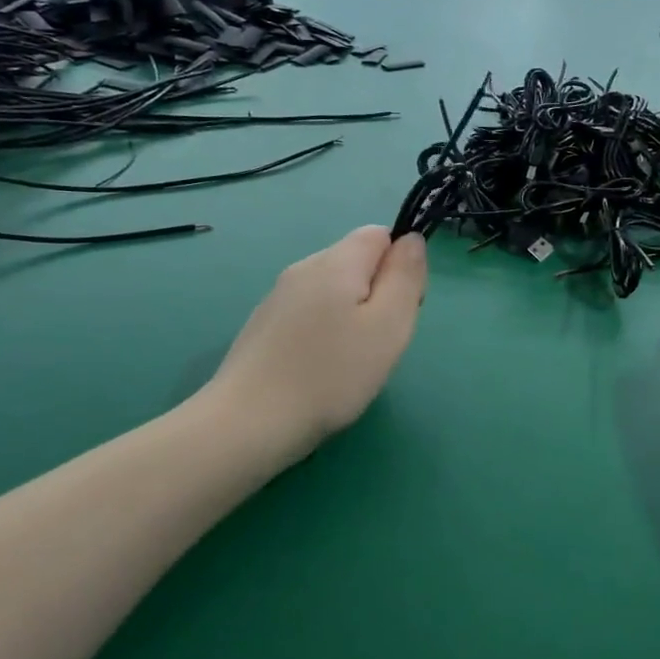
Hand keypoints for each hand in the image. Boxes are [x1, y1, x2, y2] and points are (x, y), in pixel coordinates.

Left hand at [212, 226, 427, 455]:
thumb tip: (410, 239)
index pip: (379, 234)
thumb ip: (405, 276)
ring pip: (333, 291)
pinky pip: (310, 314)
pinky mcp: (264, 326)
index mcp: (335, 261)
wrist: (249, 423)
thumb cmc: (331, 374)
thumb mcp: (388, 325)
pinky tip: (320, 370)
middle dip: (377, 294)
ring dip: (352, 316)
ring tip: (351, 361)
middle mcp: (303, 268)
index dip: (400, 266)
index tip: (400, 310)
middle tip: (379, 343)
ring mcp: (278, 298)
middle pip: (356, 262)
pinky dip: (325, 333)